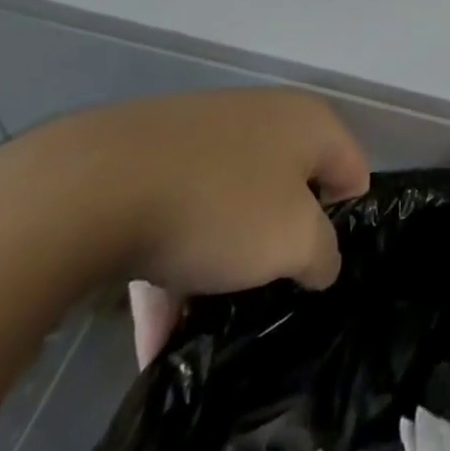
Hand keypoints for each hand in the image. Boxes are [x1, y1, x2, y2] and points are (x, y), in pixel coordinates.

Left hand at [27, 90, 370, 365]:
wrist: (97, 184)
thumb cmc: (220, 205)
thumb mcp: (293, 241)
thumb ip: (323, 254)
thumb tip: (319, 260)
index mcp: (310, 121)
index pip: (352, 173)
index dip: (343, 226)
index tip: (314, 270)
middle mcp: (266, 117)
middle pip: (290, 190)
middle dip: (278, 246)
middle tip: (264, 295)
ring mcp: (208, 134)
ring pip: (231, 207)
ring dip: (223, 265)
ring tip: (203, 325)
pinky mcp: (156, 157)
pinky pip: (181, 216)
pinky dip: (174, 268)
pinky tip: (154, 333)